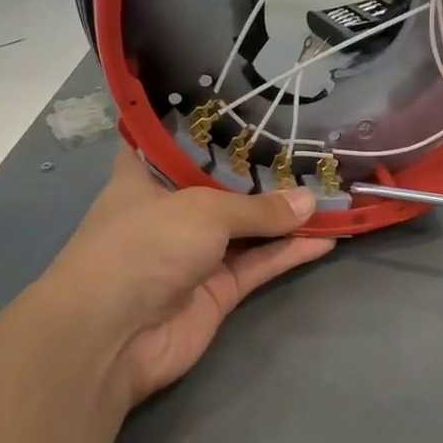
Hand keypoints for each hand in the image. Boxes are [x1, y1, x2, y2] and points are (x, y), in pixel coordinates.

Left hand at [45, 150, 334, 406]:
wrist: (113, 335)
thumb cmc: (143, 245)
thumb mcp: (202, 211)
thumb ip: (258, 208)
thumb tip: (308, 202)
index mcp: (146, 178)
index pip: (172, 142)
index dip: (204, 125)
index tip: (242, 107)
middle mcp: (170, 212)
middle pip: (222, 186)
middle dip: (261, 172)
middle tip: (307, 149)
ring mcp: (195, 254)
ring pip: (248, 228)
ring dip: (285, 216)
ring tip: (329, 194)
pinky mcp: (218, 291)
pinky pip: (260, 264)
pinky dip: (290, 253)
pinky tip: (327, 237)